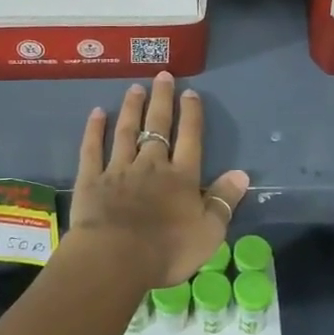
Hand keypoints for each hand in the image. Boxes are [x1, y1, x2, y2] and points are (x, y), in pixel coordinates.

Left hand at [69, 73, 250, 289]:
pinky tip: (96, 113)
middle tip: (162, 75)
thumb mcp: (209, 232)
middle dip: (161, 100)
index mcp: (181, 177)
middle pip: (157, 126)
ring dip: (131, 108)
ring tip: (135, 88)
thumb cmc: (167, 250)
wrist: (116, 258)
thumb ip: (224, 200)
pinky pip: (92, 149)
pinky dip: (94, 130)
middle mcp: (151, 164)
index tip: (190, 92)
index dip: (191, 114)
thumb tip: (242, 174)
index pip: (189, 138)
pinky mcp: (91, 179)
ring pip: (126, 131)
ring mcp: (119, 169)